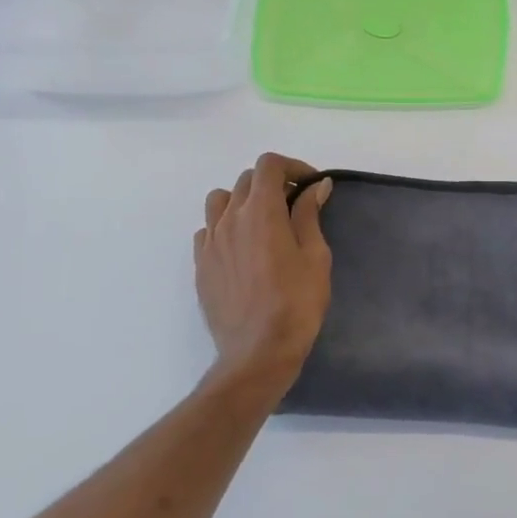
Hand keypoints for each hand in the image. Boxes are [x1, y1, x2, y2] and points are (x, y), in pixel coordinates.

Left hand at [195, 153, 332, 386]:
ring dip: (243, 201)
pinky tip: (243, 248)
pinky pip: (208, 230)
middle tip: (296, 205)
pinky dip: (226, 227)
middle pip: (246, 181)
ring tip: (263, 223)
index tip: (311, 185)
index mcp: (261, 211)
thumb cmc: (297, 303)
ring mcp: (210, 242)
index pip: (268, 165)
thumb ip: (309, 215)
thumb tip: (315, 186)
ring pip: (220, 201)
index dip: (292, 167)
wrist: (258, 352)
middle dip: (273, 184)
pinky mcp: (201, 265)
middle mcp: (229, 219)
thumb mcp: (315, 256)